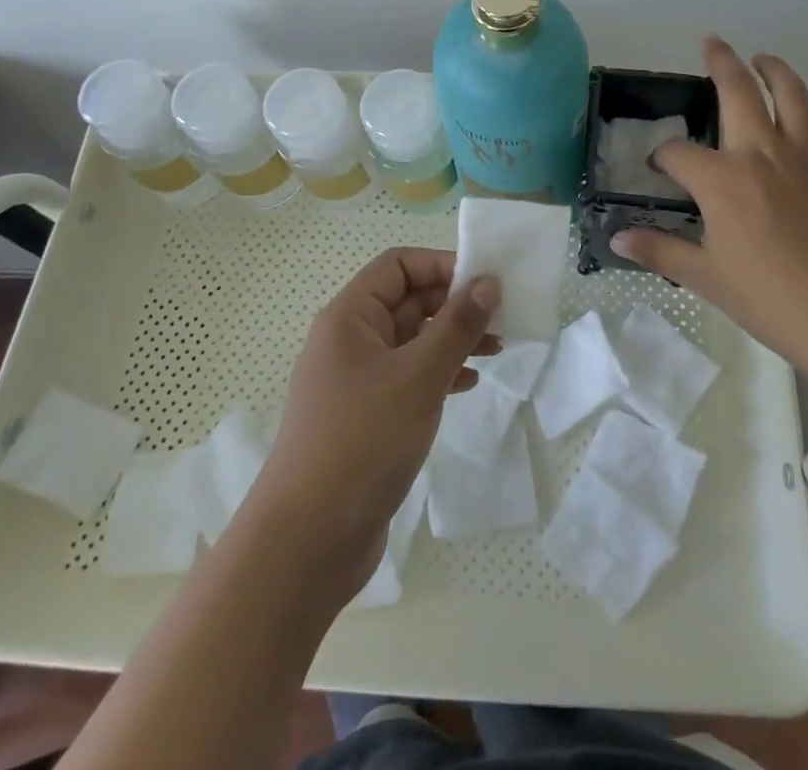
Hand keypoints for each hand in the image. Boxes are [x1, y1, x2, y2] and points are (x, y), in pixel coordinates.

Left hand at [249, 248, 498, 597]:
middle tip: (501, 319)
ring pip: (411, 341)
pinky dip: (438, 373)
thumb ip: (457, 326)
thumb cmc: (362, 442)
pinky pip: (408, 377)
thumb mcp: (418, 377)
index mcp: (349, 317)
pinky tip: (468, 384)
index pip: (398, 265)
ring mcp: (356, 380)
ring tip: (496, 349)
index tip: (485, 283)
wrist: (306, 543)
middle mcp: (349, 340)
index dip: (441, 265)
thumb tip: (488, 283)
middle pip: (407, 301)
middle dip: (453, 305)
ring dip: (452, 340)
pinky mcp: (365, 416)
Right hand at [611, 37, 807, 369]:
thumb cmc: (775, 301)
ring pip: (790, 91)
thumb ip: (661, 251)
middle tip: (711, 42)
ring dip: (772, 68)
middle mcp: (763, 152)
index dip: (663, 157)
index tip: (661, 168)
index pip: (679, 153)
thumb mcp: (708, 279)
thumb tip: (617, 240)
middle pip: (738, 90)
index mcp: (723, 181)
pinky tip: (806, 105)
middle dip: (720, 62)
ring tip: (761, 59)